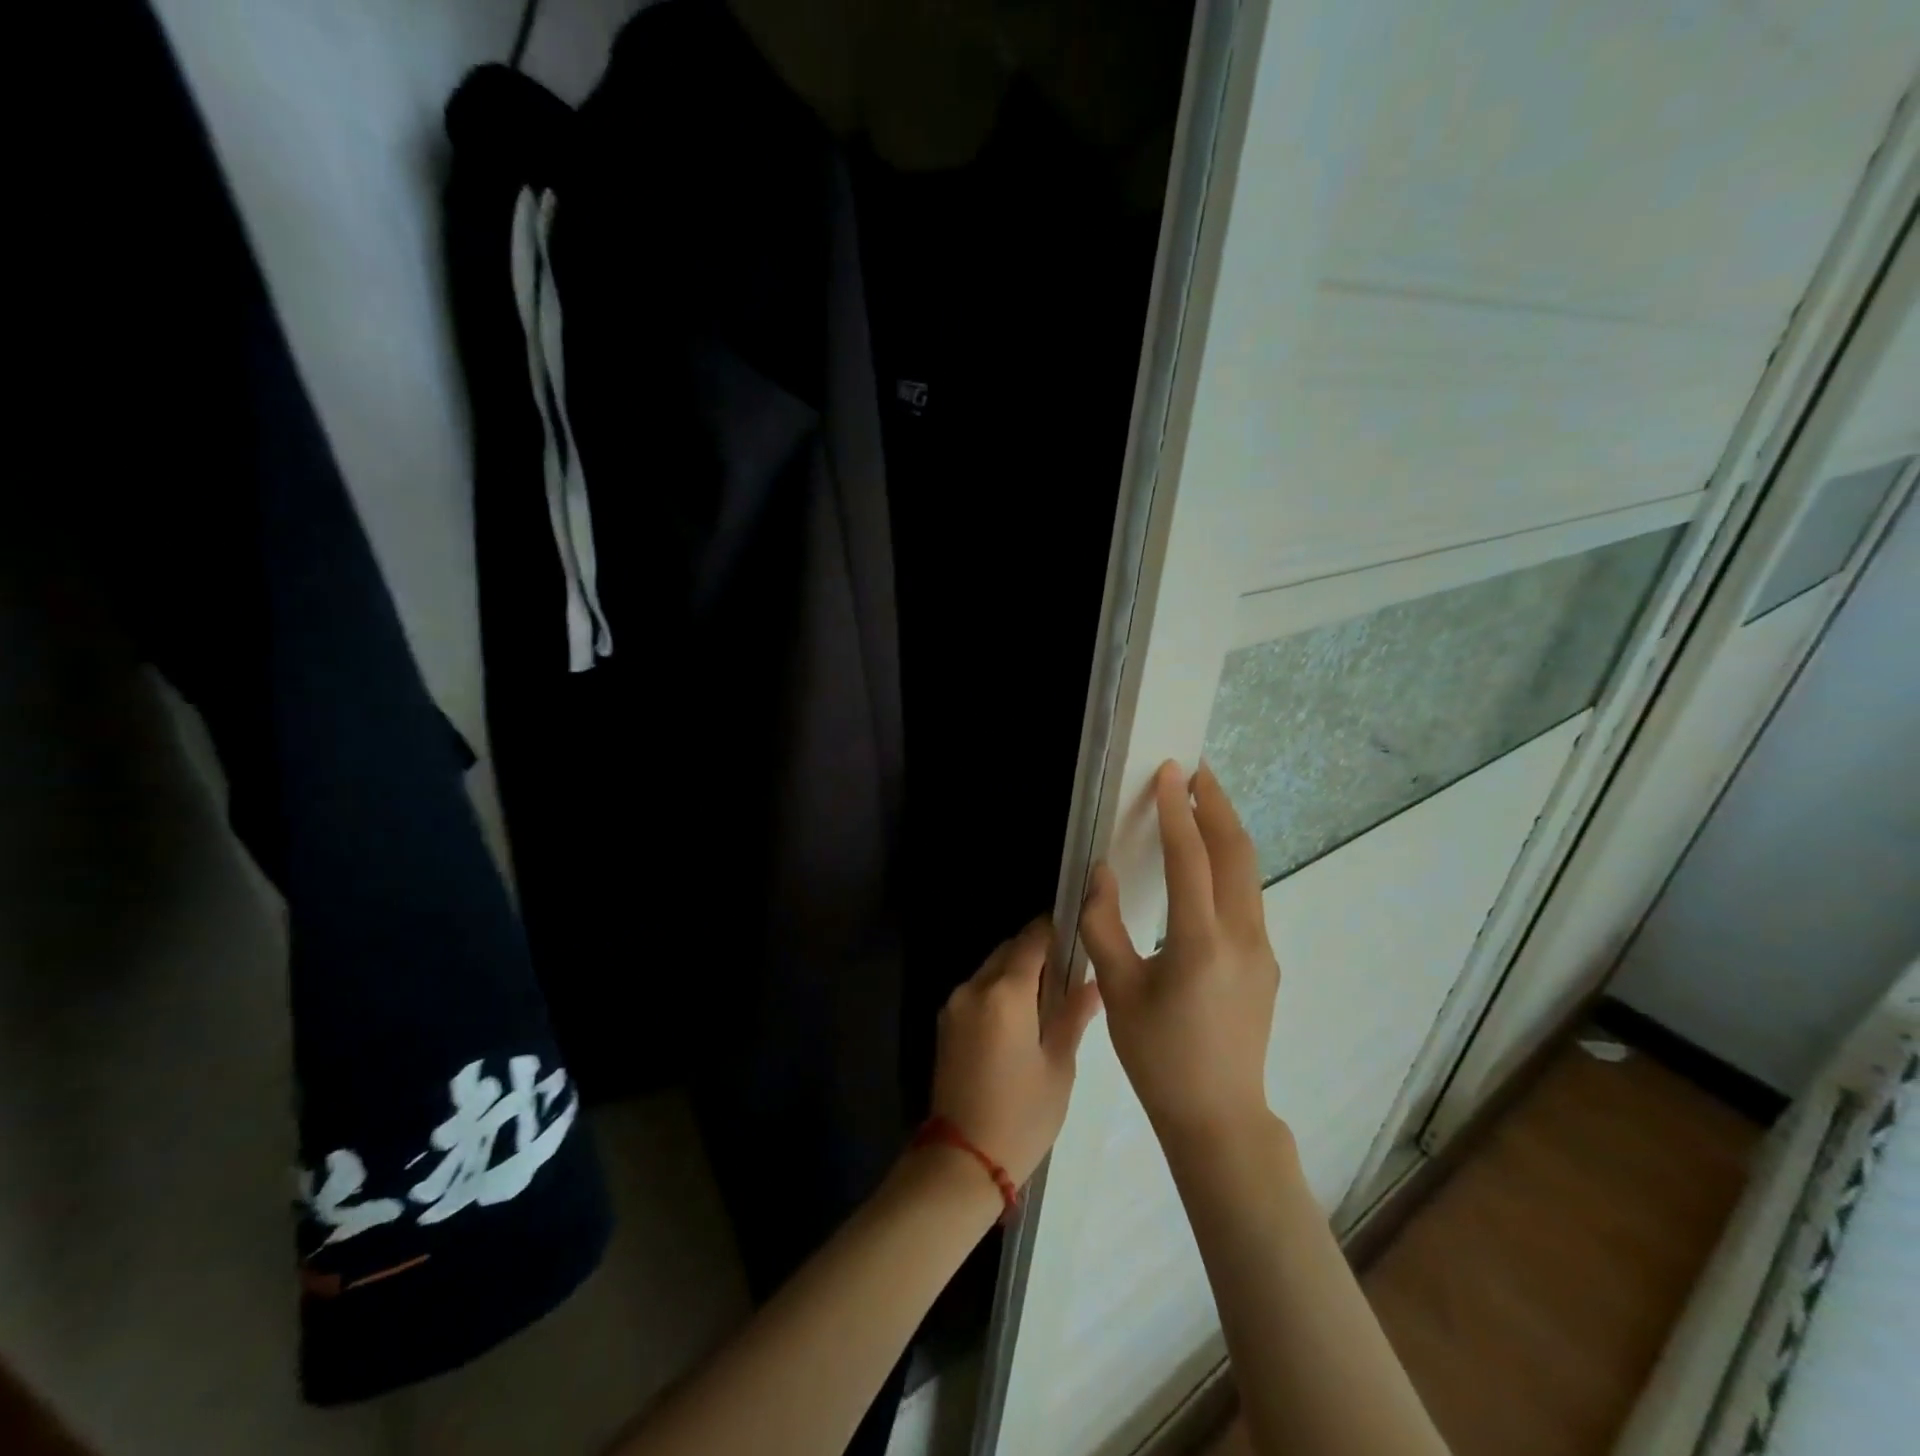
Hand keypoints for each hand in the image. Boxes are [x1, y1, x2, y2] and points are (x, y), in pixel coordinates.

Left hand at [928, 917, 1103, 1187]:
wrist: (962, 1160)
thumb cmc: (1021, 1116)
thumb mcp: (1058, 1066)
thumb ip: (1073, 1016)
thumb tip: (1093, 984)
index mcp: (1004, 993)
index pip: (1032, 939)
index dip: (1055, 929)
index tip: (1078, 930)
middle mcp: (974, 988)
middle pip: (1009, 950)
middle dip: (1037, 950)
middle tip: (1071, 968)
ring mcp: (955, 1004)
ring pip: (992, 968)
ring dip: (1017, 970)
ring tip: (1050, 994)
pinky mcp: (946, 1023)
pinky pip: (978, 990)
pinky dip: (1000, 990)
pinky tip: (1023, 1015)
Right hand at [1080, 760, 1279, 1144]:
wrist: (1219, 1117)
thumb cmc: (1158, 1056)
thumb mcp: (1117, 991)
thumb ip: (1103, 926)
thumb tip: (1098, 874)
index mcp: (1200, 942)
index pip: (1191, 857)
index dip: (1177, 810)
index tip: (1170, 771)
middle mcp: (1242, 936)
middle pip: (1236, 852)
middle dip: (1218, 804)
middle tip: (1197, 770)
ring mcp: (1262, 949)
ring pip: (1249, 873)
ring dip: (1228, 830)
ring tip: (1204, 802)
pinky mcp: (1266, 962)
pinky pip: (1248, 897)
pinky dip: (1230, 864)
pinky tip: (1209, 864)